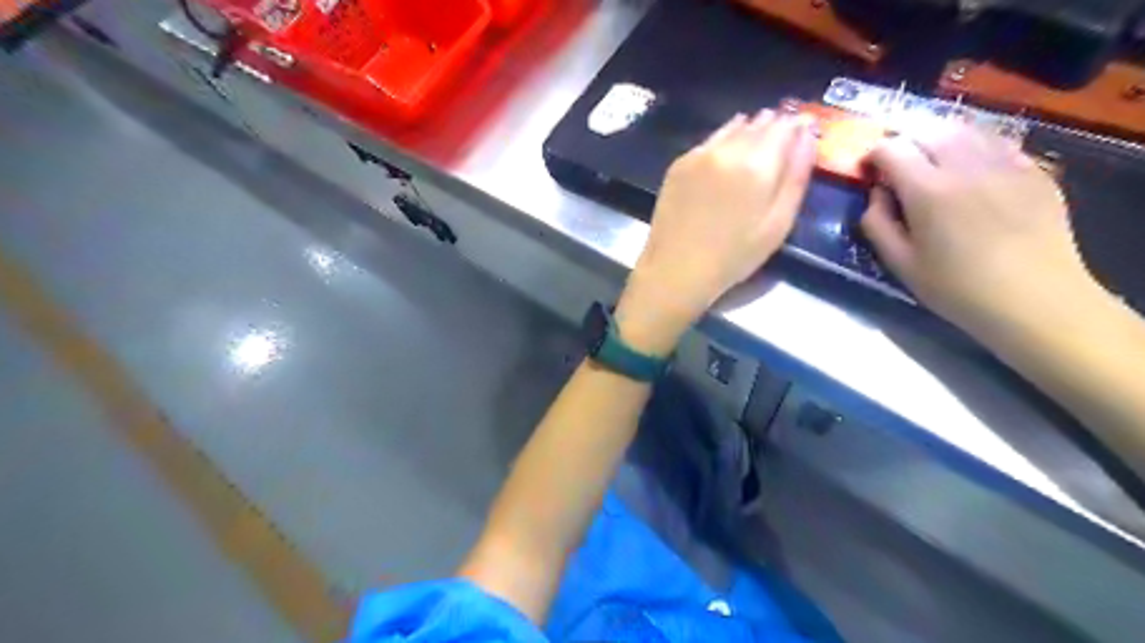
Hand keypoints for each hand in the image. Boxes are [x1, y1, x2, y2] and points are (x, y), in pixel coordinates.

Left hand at [618, 110, 813, 351]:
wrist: (676, 268)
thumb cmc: (733, 255)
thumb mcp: (778, 224)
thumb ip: (796, 177)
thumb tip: (807, 136)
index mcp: (758, 164)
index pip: (786, 126)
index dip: (798, 126)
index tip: (804, 130)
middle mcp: (728, 149)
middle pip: (759, 123)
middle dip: (775, 126)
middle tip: (781, 139)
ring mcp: (700, 154)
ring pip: (733, 127)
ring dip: (749, 130)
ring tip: (755, 146)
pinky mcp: (679, 164)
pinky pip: (710, 141)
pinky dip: (723, 141)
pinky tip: (726, 157)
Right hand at [864, 122, 1095, 339]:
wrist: (1035, 299)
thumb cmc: (956, 288)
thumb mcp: (900, 264)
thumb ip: (877, 224)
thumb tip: (875, 195)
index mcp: (928, 191)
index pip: (892, 150)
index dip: (874, 155)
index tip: (868, 170)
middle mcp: (966, 166)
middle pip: (928, 130)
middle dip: (906, 142)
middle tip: (898, 165)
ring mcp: (1006, 164)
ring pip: (966, 130)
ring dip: (939, 139)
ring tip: (932, 161)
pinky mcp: (1034, 171)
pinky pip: (997, 143)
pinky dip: (975, 146)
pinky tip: (971, 169)